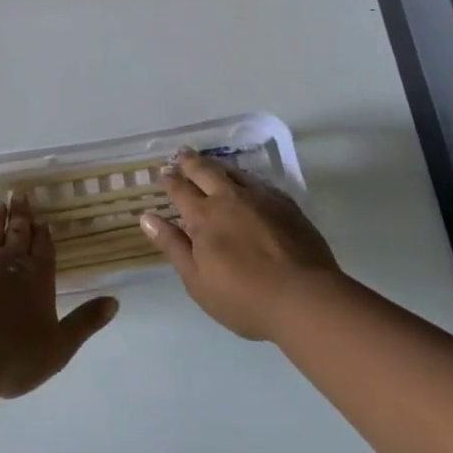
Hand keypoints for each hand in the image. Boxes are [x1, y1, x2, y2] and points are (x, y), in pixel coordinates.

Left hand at [0, 198, 117, 398]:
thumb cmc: (14, 356)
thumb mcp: (59, 347)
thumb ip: (85, 322)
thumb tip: (115, 302)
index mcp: (37, 278)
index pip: (44, 249)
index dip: (43, 234)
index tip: (41, 220)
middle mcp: (10, 261)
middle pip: (18, 233)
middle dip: (21, 216)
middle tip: (19, 196)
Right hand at [142, 149, 344, 340]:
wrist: (304, 298)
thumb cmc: (243, 298)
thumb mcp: (197, 280)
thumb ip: (173, 245)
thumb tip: (147, 217)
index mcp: (203, 216)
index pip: (181, 190)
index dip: (170, 180)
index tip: (164, 171)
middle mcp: (229, 198)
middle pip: (205, 171)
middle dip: (190, 162)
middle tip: (182, 153)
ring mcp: (260, 198)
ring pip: (233, 172)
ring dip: (217, 165)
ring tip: (210, 163)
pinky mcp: (286, 205)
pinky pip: (259, 182)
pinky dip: (245, 177)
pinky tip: (247, 182)